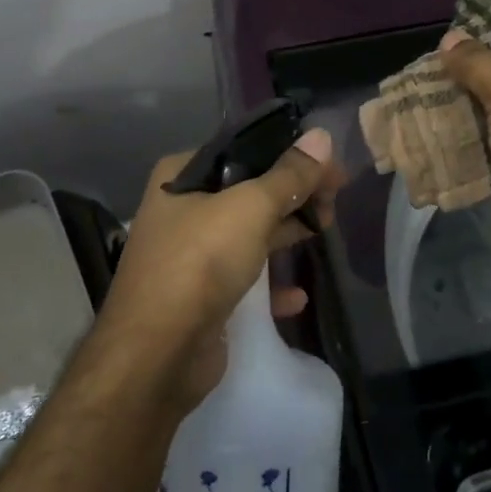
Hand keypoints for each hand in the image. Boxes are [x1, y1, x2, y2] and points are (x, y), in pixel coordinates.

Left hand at [98, 129, 341, 408]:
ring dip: (284, 234)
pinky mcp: (199, 297)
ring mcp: (188, 256)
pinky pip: (242, 280)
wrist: (156, 354)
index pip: (241, 151)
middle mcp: (180, 210)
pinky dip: (270, 285)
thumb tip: (323, 136)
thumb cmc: (200, 262)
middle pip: (247, 191)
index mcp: (180, 176)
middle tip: (334, 201)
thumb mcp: (250, 208)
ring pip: (247, 234)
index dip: (287, 155)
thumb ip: (289, 175)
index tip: (328, 166)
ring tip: (324, 232)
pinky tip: (296, 295)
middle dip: (291, 195)